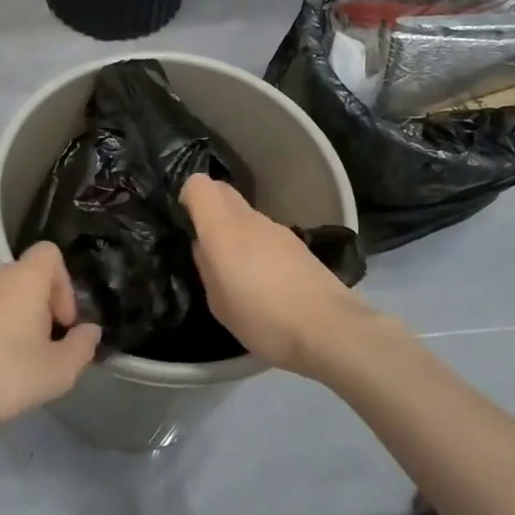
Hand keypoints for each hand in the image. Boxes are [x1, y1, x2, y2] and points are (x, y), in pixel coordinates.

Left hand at [0, 242, 102, 443]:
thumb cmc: (5, 377)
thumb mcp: (59, 372)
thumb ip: (82, 347)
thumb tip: (89, 331)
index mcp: (22, 278)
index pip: (49, 253)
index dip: (63, 284)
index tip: (61, 323)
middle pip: (22, 277)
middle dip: (35, 307)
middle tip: (39, 347)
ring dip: (4, 319)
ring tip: (5, 361)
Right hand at [183, 175, 368, 377]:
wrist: (330, 329)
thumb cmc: (263, 319)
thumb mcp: (219, 303)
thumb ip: (206, 268)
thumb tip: (204, 247)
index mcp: (222, 229)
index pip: (199, 185)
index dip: (187, 196)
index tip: (184, 221)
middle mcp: (249, 219)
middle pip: (223, 191)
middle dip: (209, 206)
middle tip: (204, 241)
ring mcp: (277, 229)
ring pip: (245, 214)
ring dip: (235, 228)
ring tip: (236, 268)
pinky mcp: (298, 244)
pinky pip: (266, 233)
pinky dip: (257, 244)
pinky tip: (264, 278)